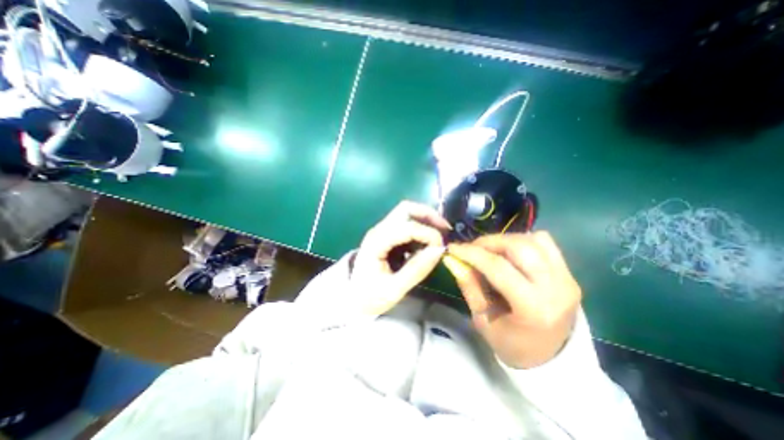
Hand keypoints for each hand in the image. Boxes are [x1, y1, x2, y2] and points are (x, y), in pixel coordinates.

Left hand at [352, 200, 450, 317]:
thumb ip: (417, 269)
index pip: (406, 227)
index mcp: (377, 242)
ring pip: (407, 213)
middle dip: (428, 215)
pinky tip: (428, 241)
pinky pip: (406, 224)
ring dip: (426, 219)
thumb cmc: (370, 297)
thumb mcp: (394, 289)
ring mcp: (382, 231)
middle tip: (445, 229)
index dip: (427, 233)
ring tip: (440, 235)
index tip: (442, 246)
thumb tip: (440, 250)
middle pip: (405, 209)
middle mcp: (379, 231)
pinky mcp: (387, 236)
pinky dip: (421, 227)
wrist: (352, 300)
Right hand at [444, 231, 577, 369]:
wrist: (551, 357)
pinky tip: (510, 252)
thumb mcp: (482, 320)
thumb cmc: (511, 344)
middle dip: (489, 242)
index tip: (453, 247)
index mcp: (533, 308)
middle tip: (472, 248)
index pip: (498, 267)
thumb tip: (454, 260)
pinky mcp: (569, 273)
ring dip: (505, 240)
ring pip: (533, 240)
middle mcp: (555, 288)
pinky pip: (545, 242)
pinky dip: (523, 240)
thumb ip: (469, 287)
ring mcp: (566, 278)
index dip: (472, 253)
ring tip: (490, 250)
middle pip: (518, 247)